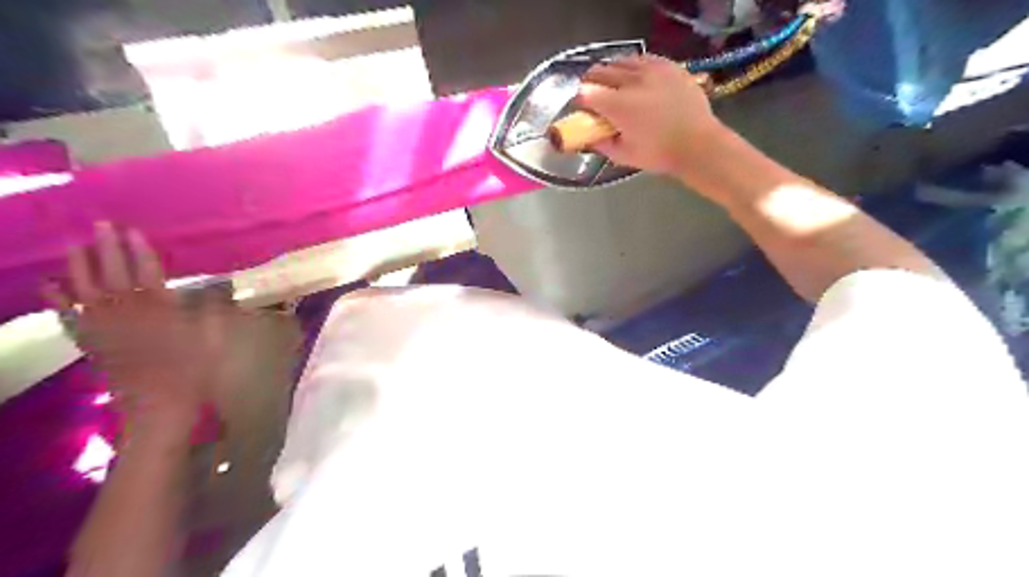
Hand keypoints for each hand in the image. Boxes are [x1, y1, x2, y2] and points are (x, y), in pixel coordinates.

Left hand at [43, 221, 225, 424]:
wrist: (158, 404)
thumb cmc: (192, 369)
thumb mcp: (212, 337)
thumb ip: (213, 308)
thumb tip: (223, 284)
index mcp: (160, 307)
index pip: (146, 270)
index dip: (139, 249)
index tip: (132, 230)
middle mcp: (126, 310)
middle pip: (113, 272)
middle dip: (106, 247)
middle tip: (100, 225)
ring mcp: (103, 326)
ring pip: (84, 288)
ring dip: (78, 265)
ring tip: (75, 245)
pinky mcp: (90, 342)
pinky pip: (67, 316)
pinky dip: (55, 300)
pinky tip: (48, 285)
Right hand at [579, 56, 722, 177]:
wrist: (697, 144)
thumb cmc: (658, 154)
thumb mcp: (624, 155)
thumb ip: (602, 144)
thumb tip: (589, 138)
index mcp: (617, 106)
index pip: (586, 93)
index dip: (580, 102)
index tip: (582, 110)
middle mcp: (631, 81)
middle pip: (600, 72)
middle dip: (591, 83)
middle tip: (593, 96)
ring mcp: (652, 70)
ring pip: (621, 61)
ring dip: (612, 72)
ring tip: (614, 84)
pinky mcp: (669, 67)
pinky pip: (643, 59)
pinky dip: (634, 67)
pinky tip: (636, 77)